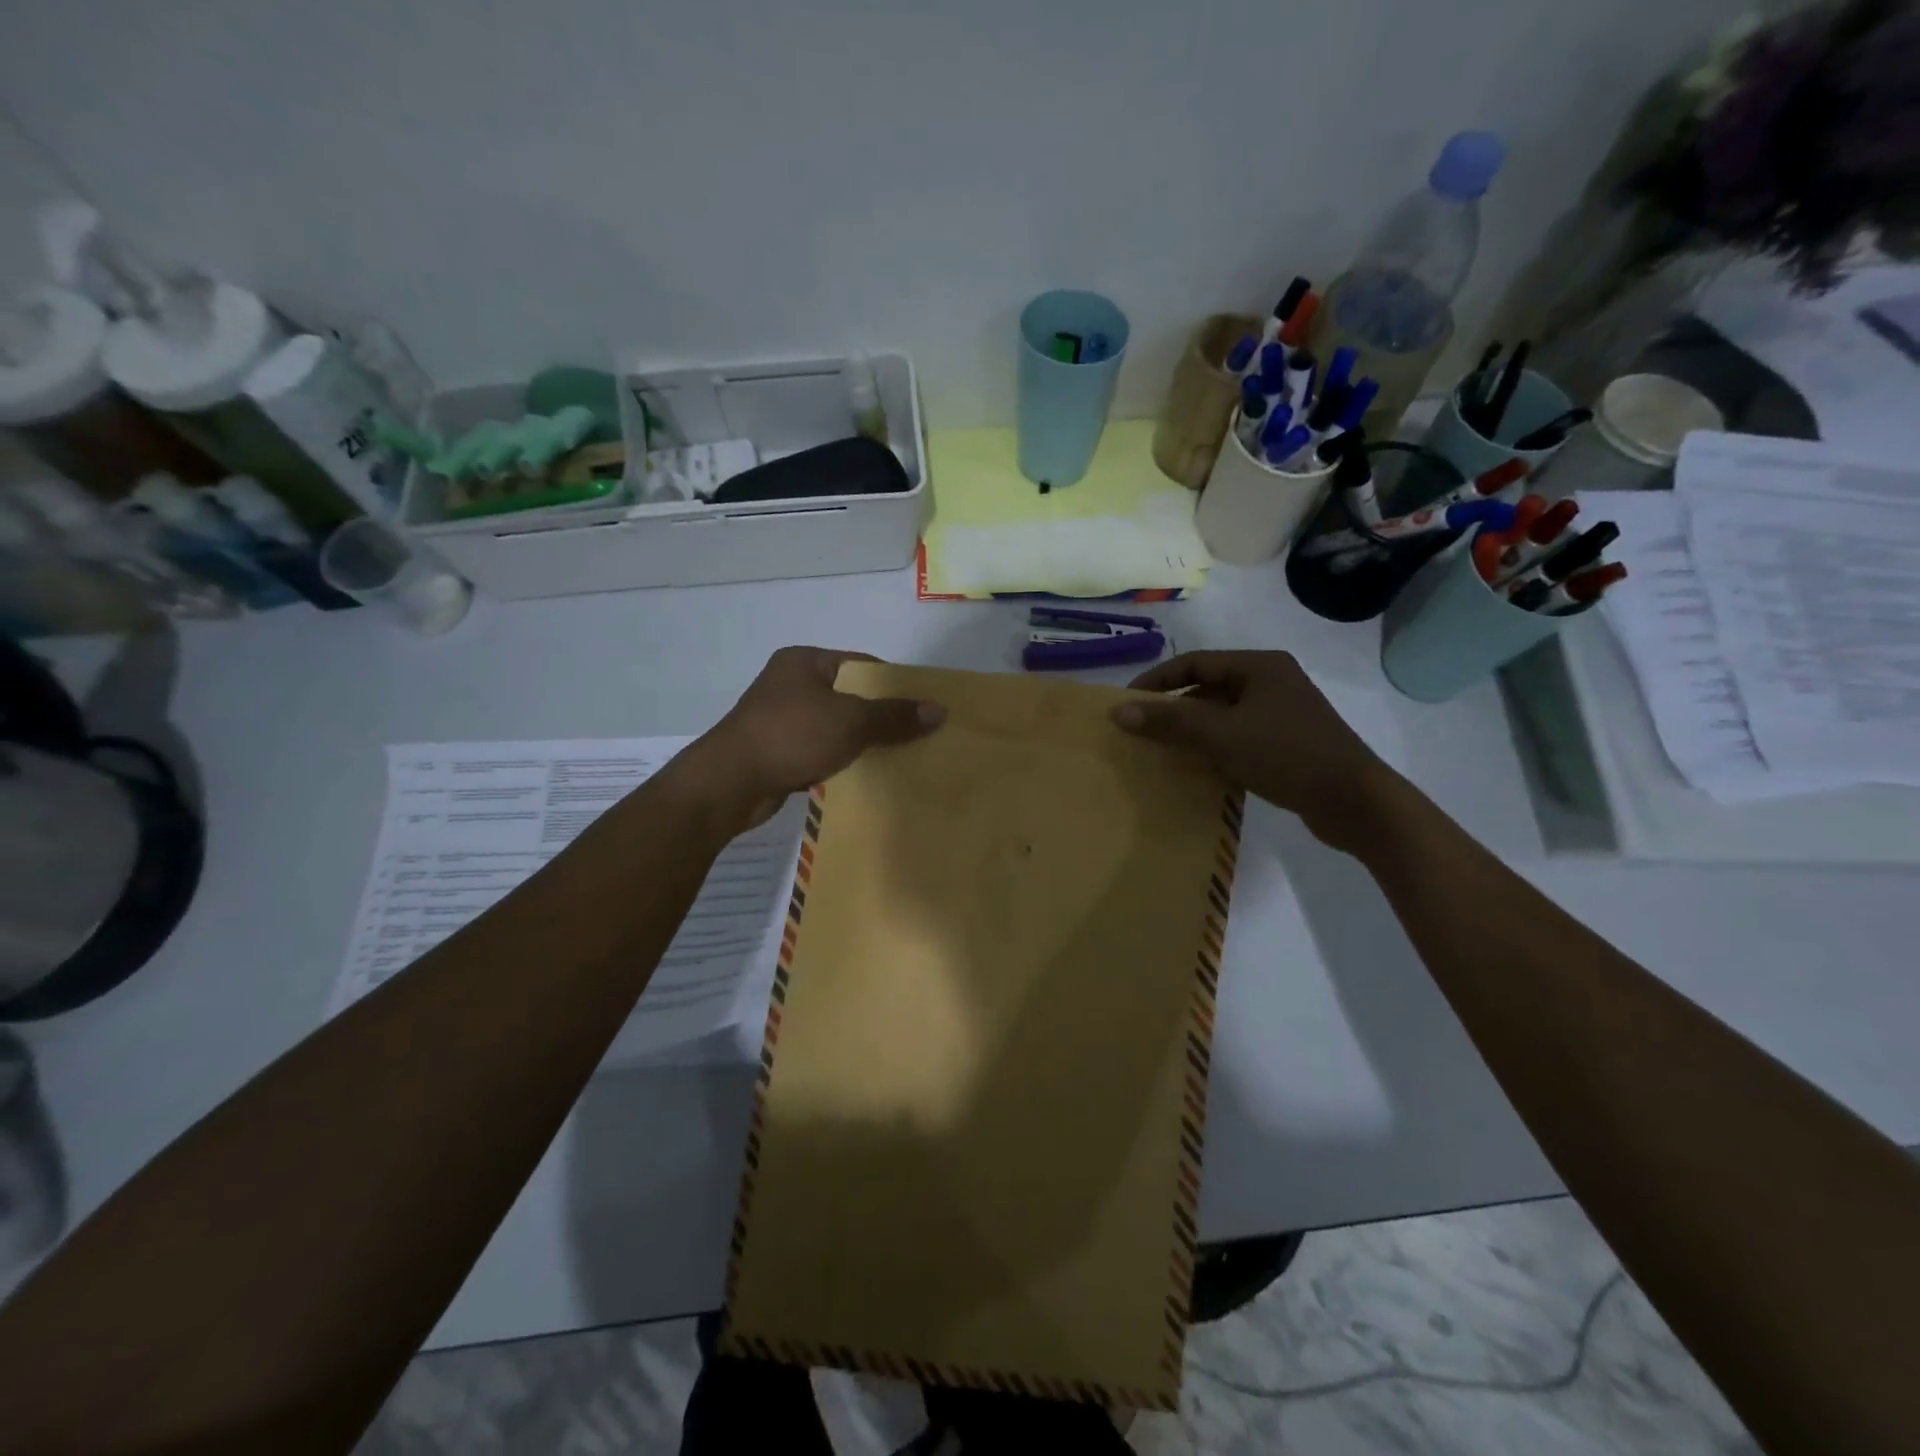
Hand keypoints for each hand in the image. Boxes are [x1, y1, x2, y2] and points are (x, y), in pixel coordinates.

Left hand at [681, 647, 944, 831]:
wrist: (730, 783)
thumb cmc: (790, 736)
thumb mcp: (850, 722)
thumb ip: (894, 716)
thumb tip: (939, 711)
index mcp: (805, 661)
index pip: (862, 664)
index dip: (894, 684)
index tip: (922, 707)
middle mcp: (791, 683)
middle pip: (850, 695)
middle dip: (880, 715)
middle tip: (916, 734)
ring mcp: (781, 717)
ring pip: (835, 724)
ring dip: (861, 740)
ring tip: (897, 756)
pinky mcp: (777, 749)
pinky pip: (820, 748)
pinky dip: (840, 758)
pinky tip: (864, 773)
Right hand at [1111, 651, 1404, 854]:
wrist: (1353, 801)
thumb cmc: (1286, 754)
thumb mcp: (1221, 734)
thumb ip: (1169, 720)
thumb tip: (1118, 711)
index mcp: (1259, 666)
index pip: (1194, 663)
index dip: (1157, 680)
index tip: (1127, 704)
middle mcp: (1271, 682)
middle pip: (1207, 687)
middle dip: (1172, 707)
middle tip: (1141, 730)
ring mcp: (1281, 713)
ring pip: (1222, 714)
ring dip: (1191, 729)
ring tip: (1161, 750)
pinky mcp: (1286, 742)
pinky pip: (1237, 735)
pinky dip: (1212, 746)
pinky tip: (1195, 767)